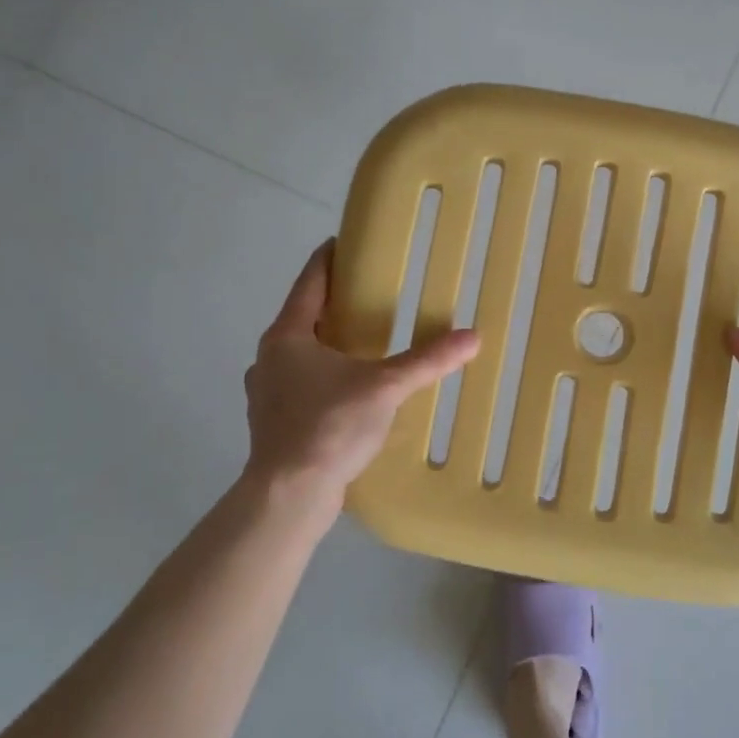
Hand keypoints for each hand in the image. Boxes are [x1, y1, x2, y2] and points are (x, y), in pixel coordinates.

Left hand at [242, 240, 480, 524]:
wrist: (288, 496)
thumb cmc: (329, 427)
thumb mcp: (385, 387)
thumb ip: (427, 360)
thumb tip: (472, 337)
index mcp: (287, 336)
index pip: (310, 282)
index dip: (328, 259)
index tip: (344, 241)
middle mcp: (269, 357)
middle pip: (303, 316)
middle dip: (334, 303)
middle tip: (369, 292)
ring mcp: (266, 391)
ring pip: (300, 353)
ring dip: (327, 342)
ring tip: (362, 341)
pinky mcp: (273, 421)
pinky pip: (301, 383)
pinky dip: (324, 374)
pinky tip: (349, 388)